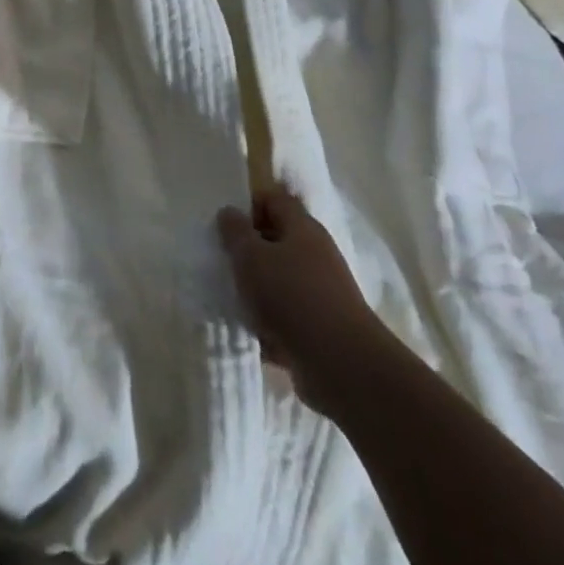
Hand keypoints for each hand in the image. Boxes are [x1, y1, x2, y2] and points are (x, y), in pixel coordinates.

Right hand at [217, 186, 389, 413]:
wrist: (341, 364)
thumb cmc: (291, 296)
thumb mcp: (251, 256)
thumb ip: (235, 231)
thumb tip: (229, 212)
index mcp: (302, 228)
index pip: (275, 199)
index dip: (249, 205)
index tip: (225, 224)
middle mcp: (316, 254)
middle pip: (276, 240)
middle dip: (248, 250)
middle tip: (222, 260)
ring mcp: (321, 292)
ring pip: (279, 279)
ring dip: (256, 288)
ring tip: (230, 297)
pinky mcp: (321, 326)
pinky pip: (287, 315)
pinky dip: (268, 321)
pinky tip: (249, 330)